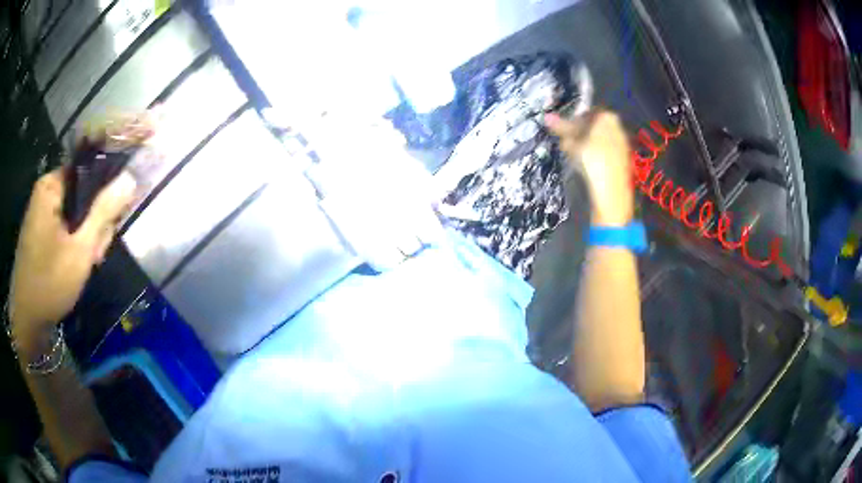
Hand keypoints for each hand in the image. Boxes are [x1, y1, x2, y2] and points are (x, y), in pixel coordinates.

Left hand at [8, 168, 135, 353]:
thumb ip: (103, 212)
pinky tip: (78, 263)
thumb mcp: (80, 250)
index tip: (113, 222)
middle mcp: (46, 191)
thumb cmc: (49, 283)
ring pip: (75, 212)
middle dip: (94, 222)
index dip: (106, 192)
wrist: (27, 321)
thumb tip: (131, 177)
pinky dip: (75, 242)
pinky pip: (65, 225)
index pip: (89, 171)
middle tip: (96, 253)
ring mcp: (42, 212)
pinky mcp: (41, 231)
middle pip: (82, 193)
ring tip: (88, 262)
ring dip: (86, 236)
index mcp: (51, 185)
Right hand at [546, 111, 633, 225]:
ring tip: (573, 155)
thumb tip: (546, 116)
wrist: (612, 191)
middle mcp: (618, 128)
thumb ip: (561, 128)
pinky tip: (586, 166)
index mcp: (607, 117)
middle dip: (579, 133)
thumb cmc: (592, 160)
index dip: (573, 119)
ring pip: (599, 140)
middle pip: (594, 126)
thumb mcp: (573, 143)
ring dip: (585, 145)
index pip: (587, 112)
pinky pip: (604, 152)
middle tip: (565, 141)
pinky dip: (593, 155)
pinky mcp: (622, 161)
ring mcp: (621, 146)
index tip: (563, 128)